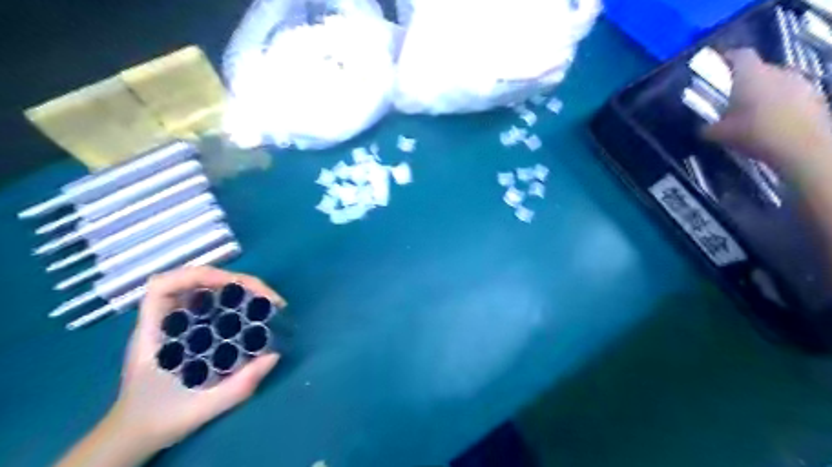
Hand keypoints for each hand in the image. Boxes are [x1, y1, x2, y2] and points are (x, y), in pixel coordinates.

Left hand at [56, 265, 285, 466]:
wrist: (136, 434)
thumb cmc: (160, 419)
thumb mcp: (202, 408)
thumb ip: (238, 386)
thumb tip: (274, 355)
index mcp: (153, 335)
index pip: (163, 287)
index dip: (198, 276)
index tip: (235, 287)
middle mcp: (163, 322)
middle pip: (193, 281)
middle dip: (233, 281)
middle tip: (265, 297)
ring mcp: (176, 324)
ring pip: (204, 290)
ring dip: (237, 289)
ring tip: (266, 301)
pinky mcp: (188, 330)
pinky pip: (211, 305)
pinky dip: (234, 301)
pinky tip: (252, 313)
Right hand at [705, 47, 831, 177]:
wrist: (803, 146)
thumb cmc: (755, 133)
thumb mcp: (720, 134)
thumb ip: (707, 127)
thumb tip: (702, 127)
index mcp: (750, 75)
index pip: (740, 54)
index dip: (728, 58)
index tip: (717, 67)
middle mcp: (777, 71)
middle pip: (758, 68)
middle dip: (744, 80)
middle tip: (731, 98)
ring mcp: (800, 82)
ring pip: (776, 81)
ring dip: (763, 92)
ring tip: (752, 112)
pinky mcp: (814, 95)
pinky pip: (791, 93)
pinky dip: (780, 102)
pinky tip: (772, 121)